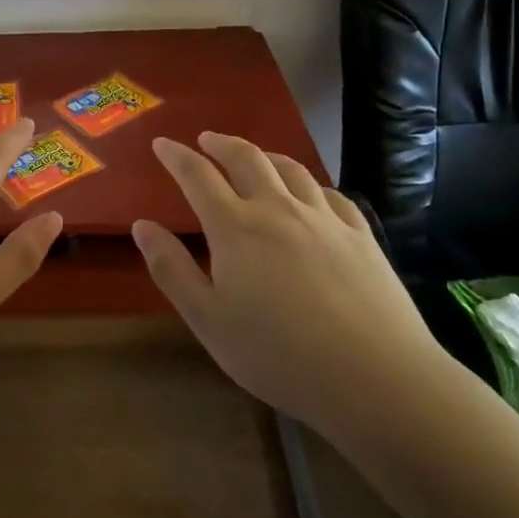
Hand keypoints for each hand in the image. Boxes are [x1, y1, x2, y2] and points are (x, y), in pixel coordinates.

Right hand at [132, 132, 443, 428]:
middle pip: (246, 158)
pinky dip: (310, 184)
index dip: (177, 156)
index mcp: (235, 228)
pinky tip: (310, 193)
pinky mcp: (360, 234)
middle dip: (221, 143)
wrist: (375, 377)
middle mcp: (277, 209)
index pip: (197, 176)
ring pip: (290, 169)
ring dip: (265, 155)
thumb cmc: (278, 355)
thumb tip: (142, 225)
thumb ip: (172, 270)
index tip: (162, 143)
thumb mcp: (208, 320)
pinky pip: (330, 193)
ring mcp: (323, 218)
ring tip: (254, 157)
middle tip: (206, 140)